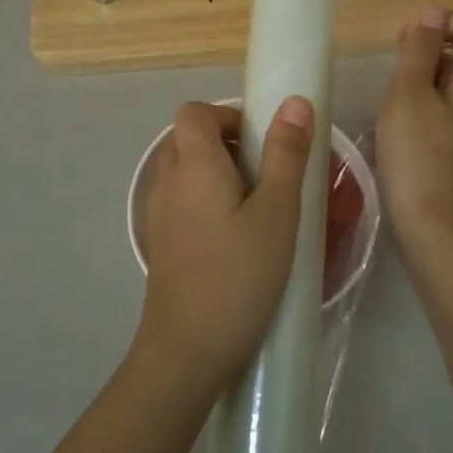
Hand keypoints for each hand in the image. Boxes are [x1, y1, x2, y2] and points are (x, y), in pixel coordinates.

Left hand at [135, 98, 314, 402]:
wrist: (186, 351)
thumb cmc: (239, 276)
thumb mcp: (276, 213)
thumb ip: (285, 154)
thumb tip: (294, 102)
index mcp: (193, 165)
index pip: (194, 112)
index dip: (227, 116)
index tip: (261, 142)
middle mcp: (167, 182)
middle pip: (187, 139)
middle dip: (226, 144)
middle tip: (266, 174)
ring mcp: (158, 215)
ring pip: (183, 172)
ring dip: (216, 174)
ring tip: (256, 206)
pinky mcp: (160, 244)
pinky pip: (180, 202)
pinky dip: (205, 202)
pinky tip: (235, 238)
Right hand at [376, 6, 452, 262]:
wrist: (435, 230)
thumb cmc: (418, 156)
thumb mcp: (409, 94)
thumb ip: (419, 50)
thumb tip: (432, 10)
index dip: (437, 21)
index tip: (402, 40)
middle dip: (426, 51)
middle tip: (390, 69)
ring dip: (421, 82)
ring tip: (390, 100)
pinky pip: (448, 115)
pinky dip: (425, 109)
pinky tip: (400, 129)